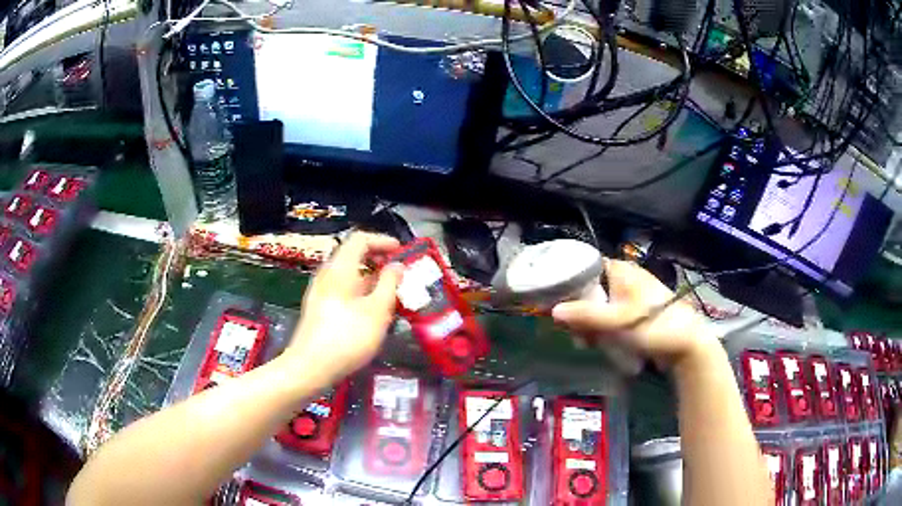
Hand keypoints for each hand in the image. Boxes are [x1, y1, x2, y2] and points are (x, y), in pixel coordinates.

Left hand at [285, 232, 403, 382]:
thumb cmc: (347, 337)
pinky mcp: (320, 308)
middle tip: (400, 274)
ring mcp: (321, 292)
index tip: (402, 252)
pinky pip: (344, 290)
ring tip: (392, 295)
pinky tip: (373, 313)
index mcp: (340, 268)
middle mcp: (328, 275)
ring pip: (350, 275)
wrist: (310, 366)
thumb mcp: (377, 310)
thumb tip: (397, 266)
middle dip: (379, 261)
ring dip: (372, 279)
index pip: (360, 239)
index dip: (383, 241)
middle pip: (354, 256)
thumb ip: (390, 284)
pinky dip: (362, 292)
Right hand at [552, 259, 715, 369]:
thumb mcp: (615, 322)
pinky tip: (602, 345)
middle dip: (580, 315)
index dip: (567, 286)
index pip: (583, 268)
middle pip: (589, 291)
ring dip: (591, 326)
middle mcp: (623, 278)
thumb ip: (584, 315)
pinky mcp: (635, 313)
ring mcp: (630, 296)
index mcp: (619, 270)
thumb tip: (552, 310)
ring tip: (590, 344)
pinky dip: (604, 330)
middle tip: (578, 336)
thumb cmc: (651, 325)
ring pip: (599, 307)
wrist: (685, 343)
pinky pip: (611, 318)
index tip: (556, 307)